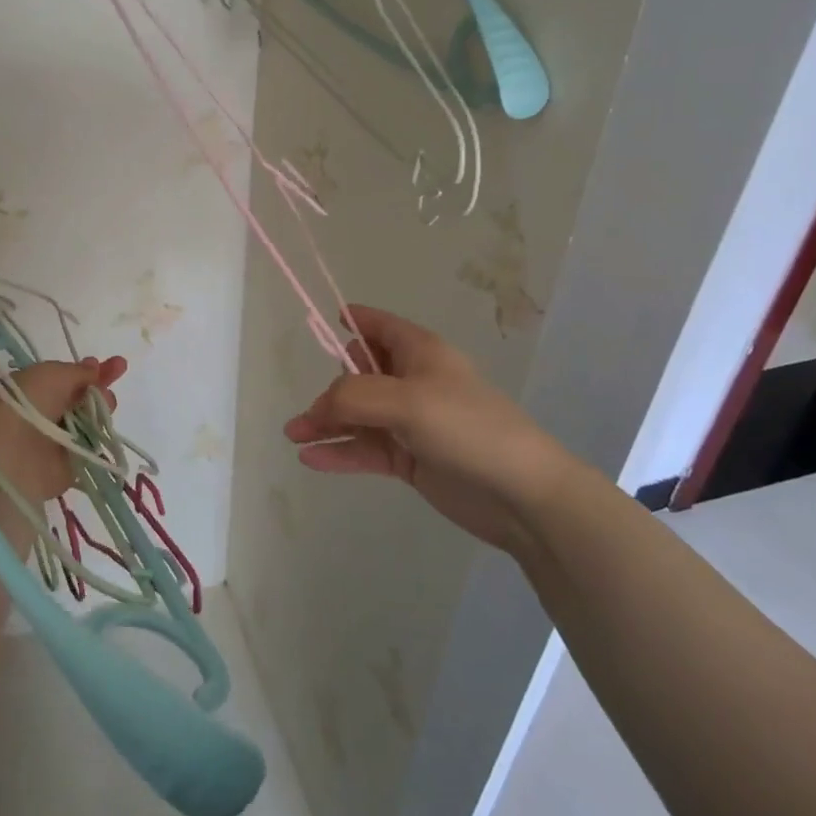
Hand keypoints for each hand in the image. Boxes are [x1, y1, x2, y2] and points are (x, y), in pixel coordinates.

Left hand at [0, 356, 126, 503]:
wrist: (10, 458)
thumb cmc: (27, 405)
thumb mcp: (51, 374)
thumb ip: (77, 371)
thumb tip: (94, 370)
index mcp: (35, 387)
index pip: (69, 376)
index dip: (90, 369)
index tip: (113, 363)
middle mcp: (48, 412)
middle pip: (83, 396)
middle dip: (102, 383)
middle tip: (118, 371)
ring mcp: (61, 439)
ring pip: (92, 419)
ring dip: (103, 407)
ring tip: (107, 403)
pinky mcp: (71, 464)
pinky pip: (94, 447)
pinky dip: (103, 437)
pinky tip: (108, 428)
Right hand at [283, 304, 580, 551]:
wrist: (522, 495)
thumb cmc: (468, 429)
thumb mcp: (407, 401)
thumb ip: (354, 396)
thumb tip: (320, 407)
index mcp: (419, 353)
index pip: (379, 326)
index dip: (354, 319)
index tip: (327, 319)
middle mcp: (413, 383)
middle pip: (359, 375)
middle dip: (328, 390)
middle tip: (306, 415)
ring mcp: (410, 423)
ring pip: (357, 416)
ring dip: (325, 424)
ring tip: (293, 436)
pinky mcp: (410, 459)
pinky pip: (365, 449)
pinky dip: (339, 452)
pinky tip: (311, 459)